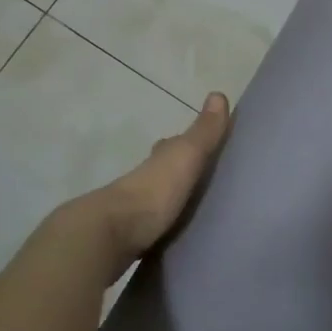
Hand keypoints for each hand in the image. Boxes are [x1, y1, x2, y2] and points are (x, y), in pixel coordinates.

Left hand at [76, 91, 230, 279]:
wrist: (112, 234)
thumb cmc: (155, 190)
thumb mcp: (186, 156)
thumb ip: (204, 131)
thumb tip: (219, 93)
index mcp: (160, 158)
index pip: (174, 144)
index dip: (187, 142)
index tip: (205, 146)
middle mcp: (145, 178)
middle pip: (164, 169)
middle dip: (178, 171)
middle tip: (202, 180)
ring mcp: (135, 208)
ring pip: (158, 197)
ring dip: (172, 199)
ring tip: (195, 208)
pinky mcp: (132, 236)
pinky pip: (154, 225)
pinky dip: (164, 224)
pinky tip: (176, 232)